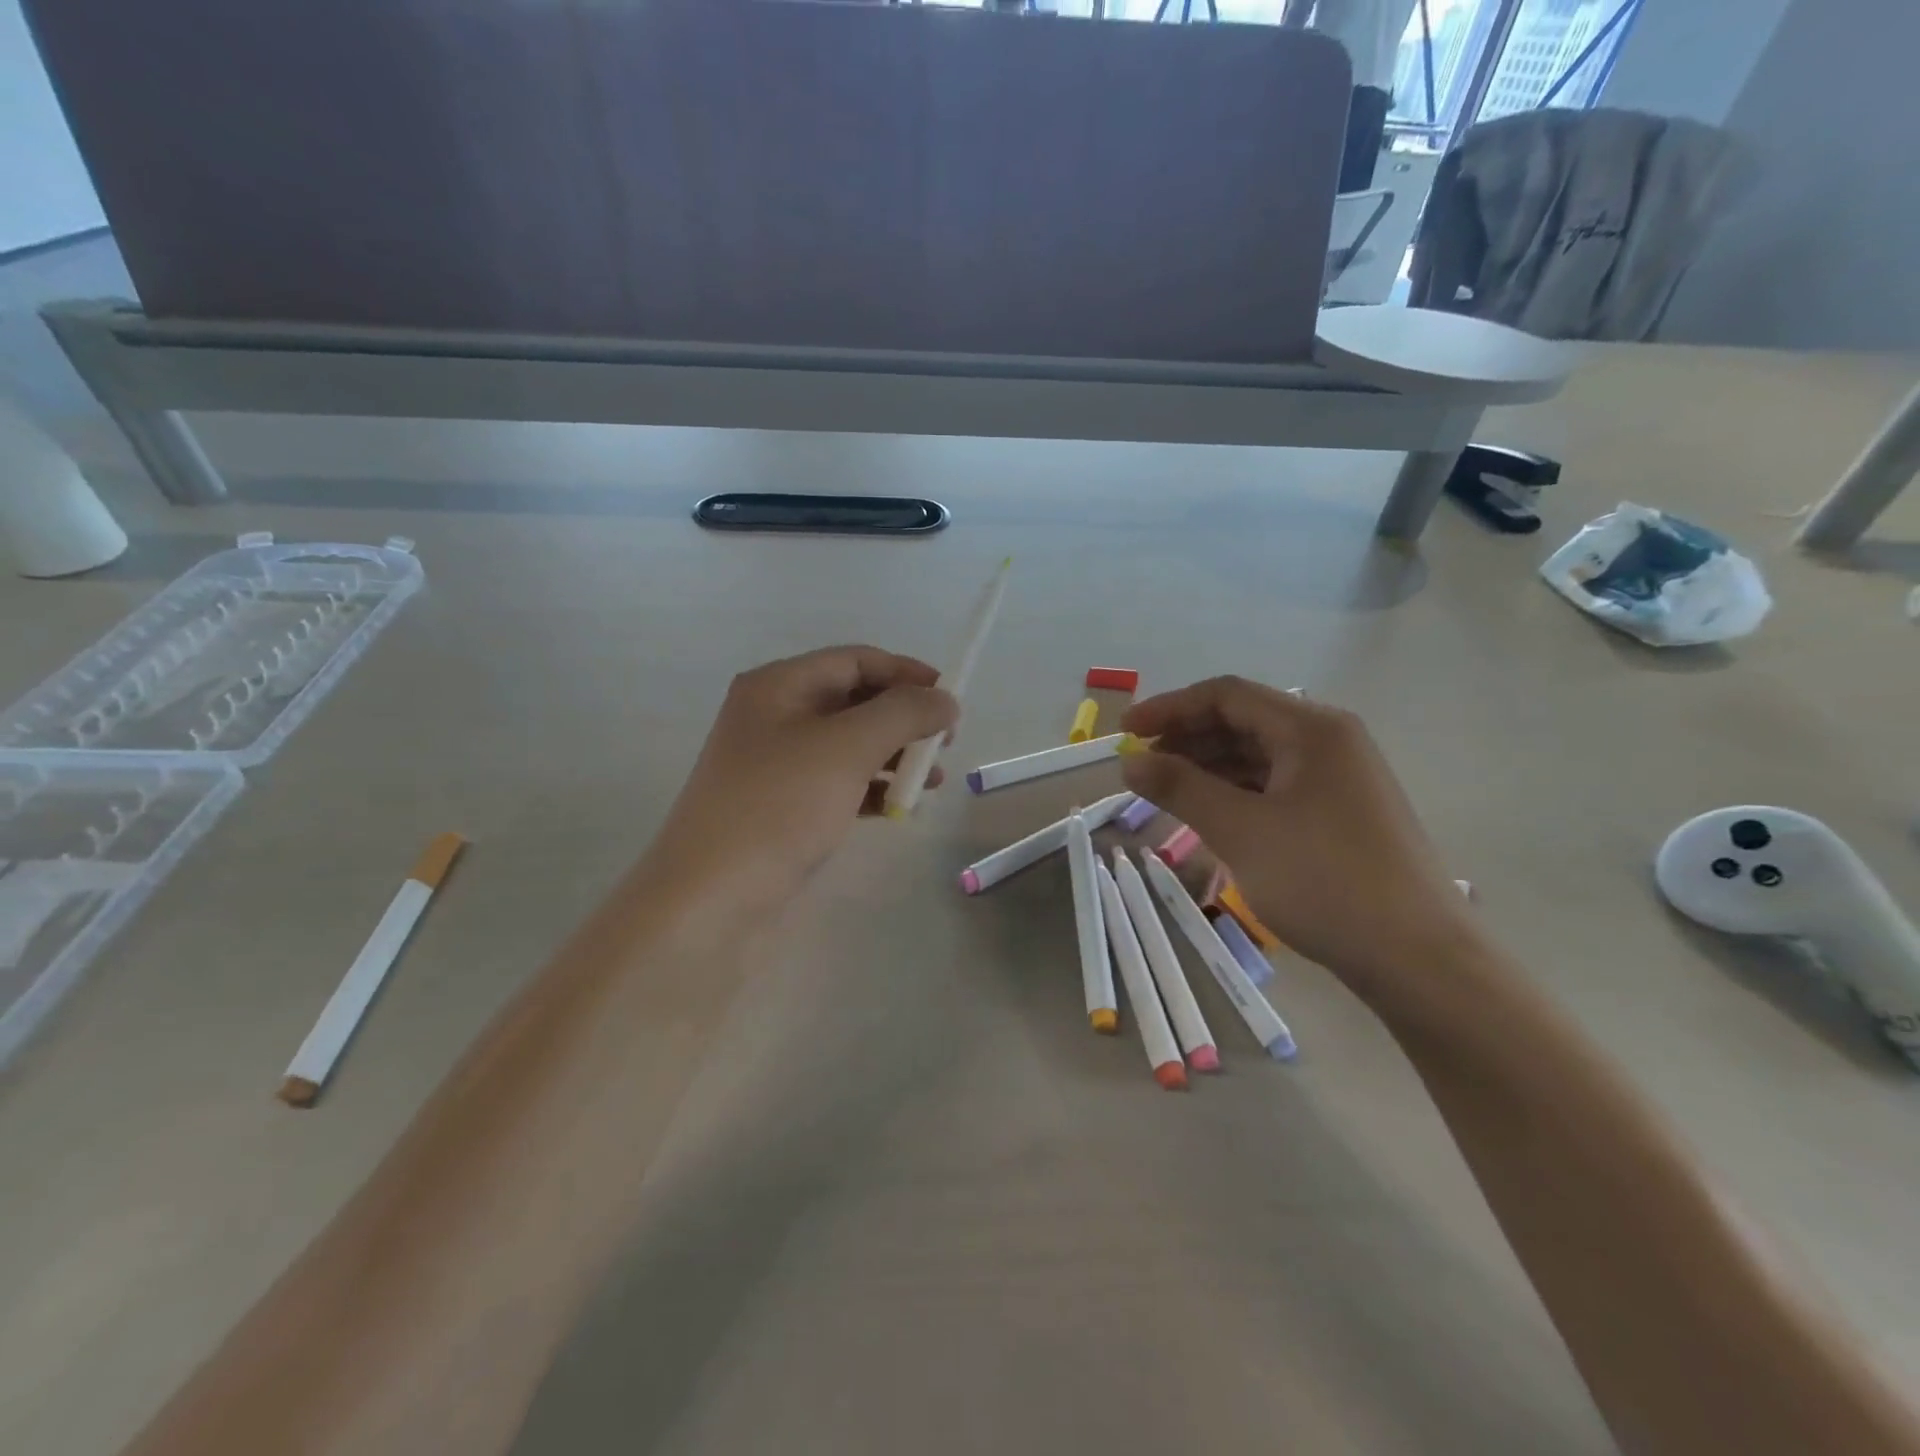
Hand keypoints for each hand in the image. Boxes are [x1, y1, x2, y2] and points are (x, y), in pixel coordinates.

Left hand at [648, 646, 957, 911]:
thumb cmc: (780, 806)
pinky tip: (901, 807)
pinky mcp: (783, 805)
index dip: (906, 673)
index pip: (855, 660)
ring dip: (894, 756)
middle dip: (904, 719)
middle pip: (854, 701)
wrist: (711, 897)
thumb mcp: (847, 748)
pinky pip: (838, 782)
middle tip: (945, 743)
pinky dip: (872, 788)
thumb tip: (946, 700)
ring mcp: (776, 763)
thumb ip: (904, 714)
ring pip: (850, 744)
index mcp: (779, 685)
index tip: (950, 698)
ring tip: (932, 781)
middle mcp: (774, 715)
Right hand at [1119, 677, 1478, 1005]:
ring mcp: (1339, 777)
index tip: (1125, 733)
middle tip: (1141, 766)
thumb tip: (1129, 763)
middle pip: (1244, 721)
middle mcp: (1329, 740)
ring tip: (1165, 791)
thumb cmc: (1324, 881)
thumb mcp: (1240, 831)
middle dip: (1186, 738)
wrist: (1417, 958)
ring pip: (1259, 755)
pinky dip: (1236, 792)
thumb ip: (1180, 788)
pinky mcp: (1341, 812)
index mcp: (1311, 728)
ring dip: (1208, 766)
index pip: (1226, 695)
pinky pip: (1276, 785)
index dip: (1169, 708)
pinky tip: (1209, 813)